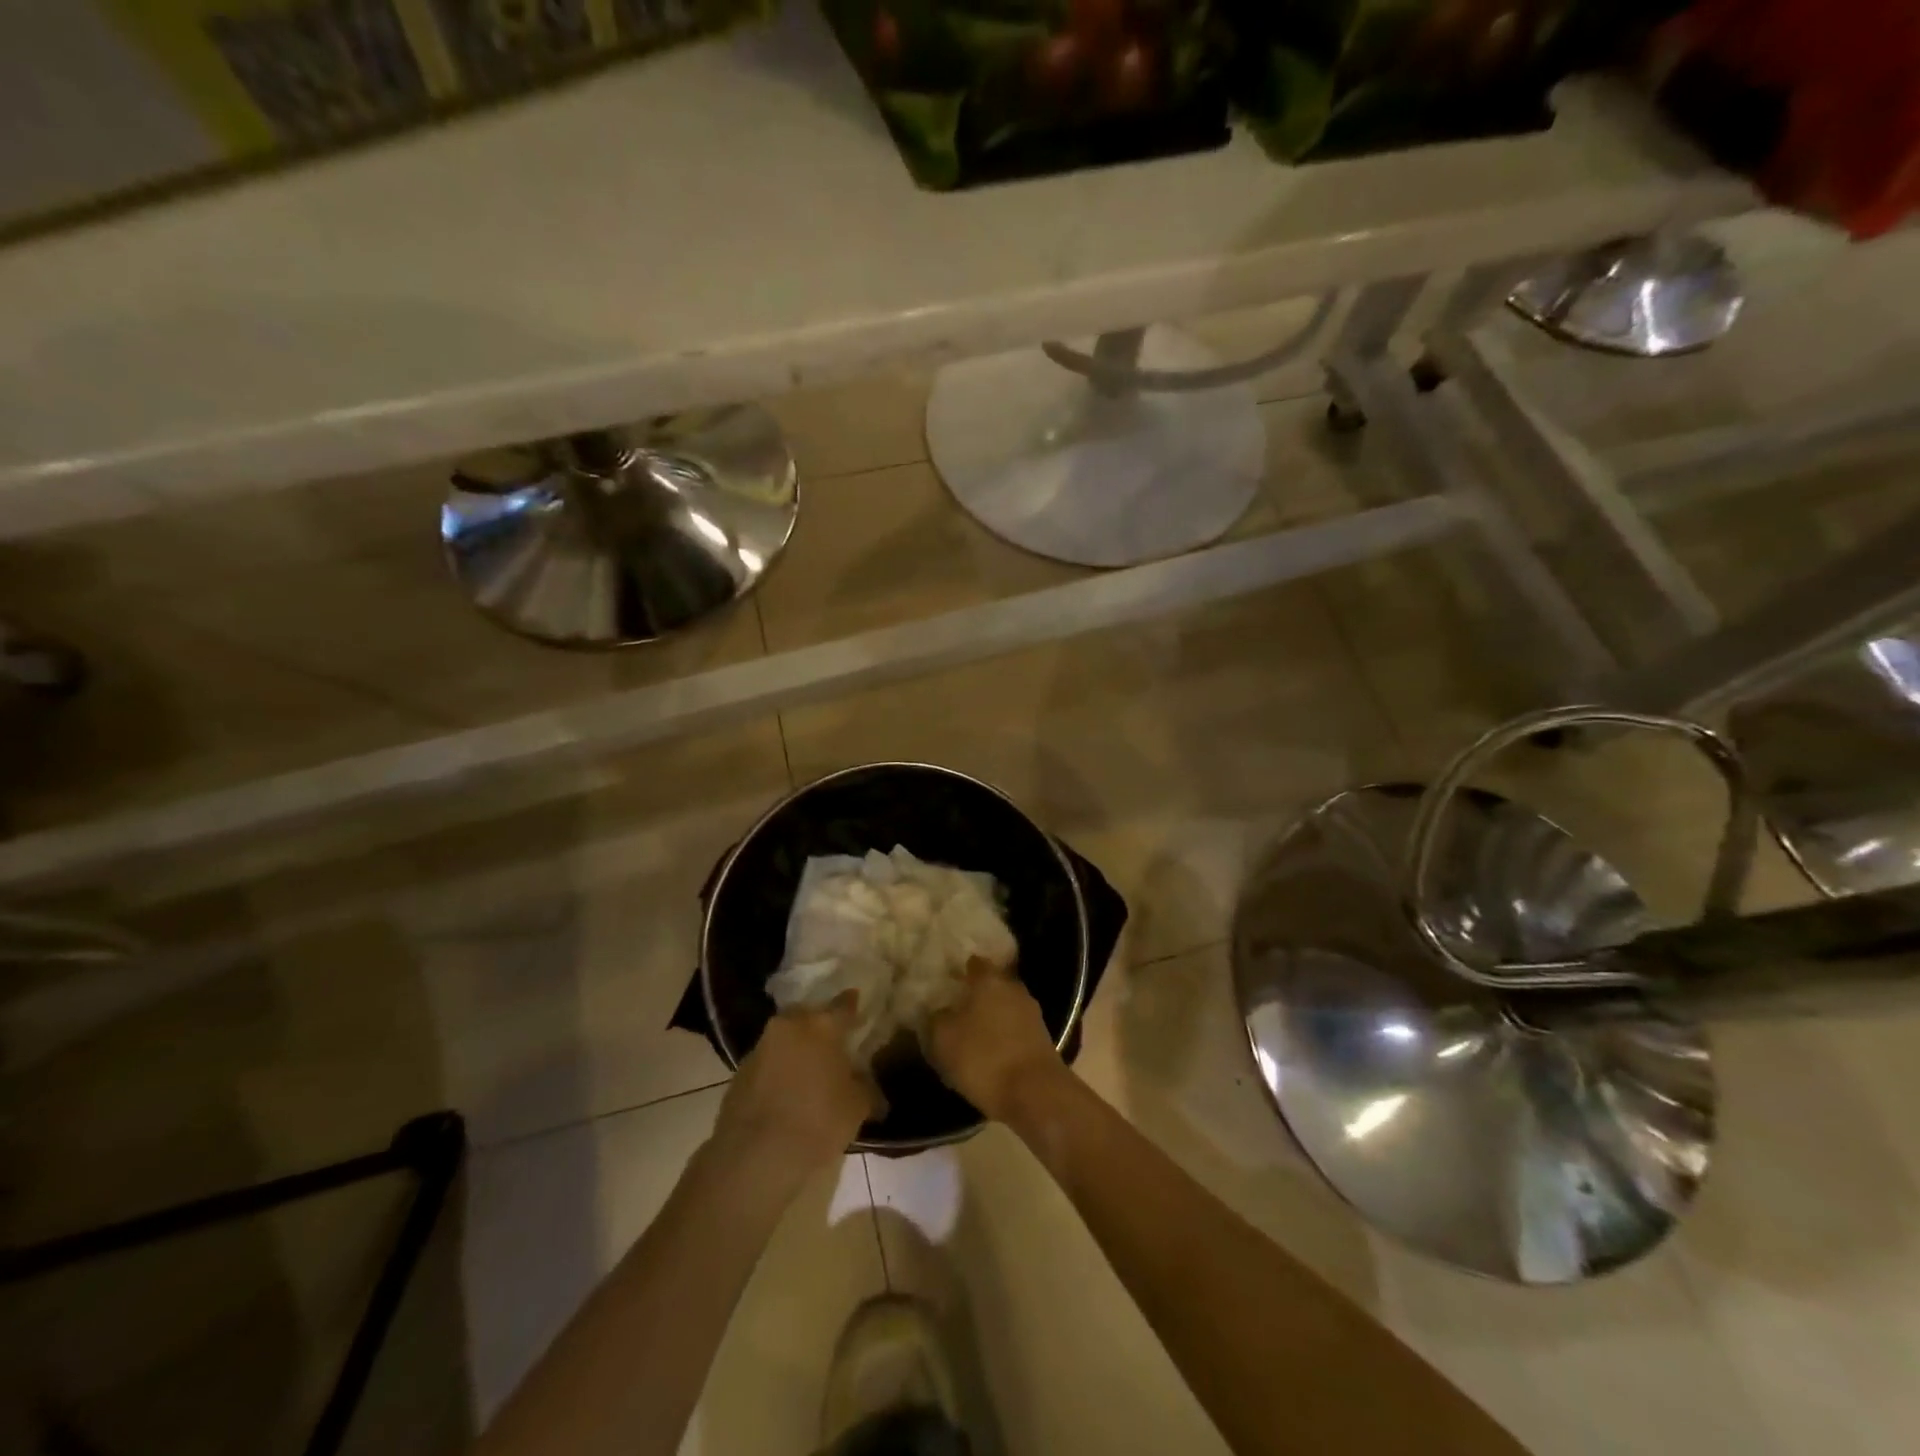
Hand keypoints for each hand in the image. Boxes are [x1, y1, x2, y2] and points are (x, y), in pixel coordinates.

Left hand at [715, 997, 880, 1172]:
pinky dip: (777, 1070)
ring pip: (784, 1038)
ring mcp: (760, 1047)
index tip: (857, 1004)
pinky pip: (767, 1062)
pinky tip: (785, 1093)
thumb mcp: (857, 1107)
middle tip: (832, 1043)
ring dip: (796, 1049)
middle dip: (819, 1026)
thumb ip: (865, 1087)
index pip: (843, 1005)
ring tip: (808, 1072)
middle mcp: (789, 1026)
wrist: (756, 1157)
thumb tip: (866, 1084)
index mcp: (822, 1026)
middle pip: (809, 1016)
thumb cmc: (817, 1122)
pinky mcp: (739, 1073)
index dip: (852, 1005)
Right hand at [924, 957, 1067, 1121]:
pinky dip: (1005, 1038)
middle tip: (957, 1010)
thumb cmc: (984, 1058)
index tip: (948, 981)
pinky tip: (992, 1054)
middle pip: (993, 986)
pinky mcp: (1043, 1039)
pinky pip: (1017, 1030)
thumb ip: (937, 1019)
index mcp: (989, 980)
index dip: (961, 971)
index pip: (974, 964)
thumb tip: (940, 1011)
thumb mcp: (944, 1039)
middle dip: (977, 996)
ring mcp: (1032, 1013)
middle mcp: (1013, 989)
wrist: (1036, 1093)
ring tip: (973, 1036)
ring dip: (992, 1018)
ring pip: (1006, 1008)